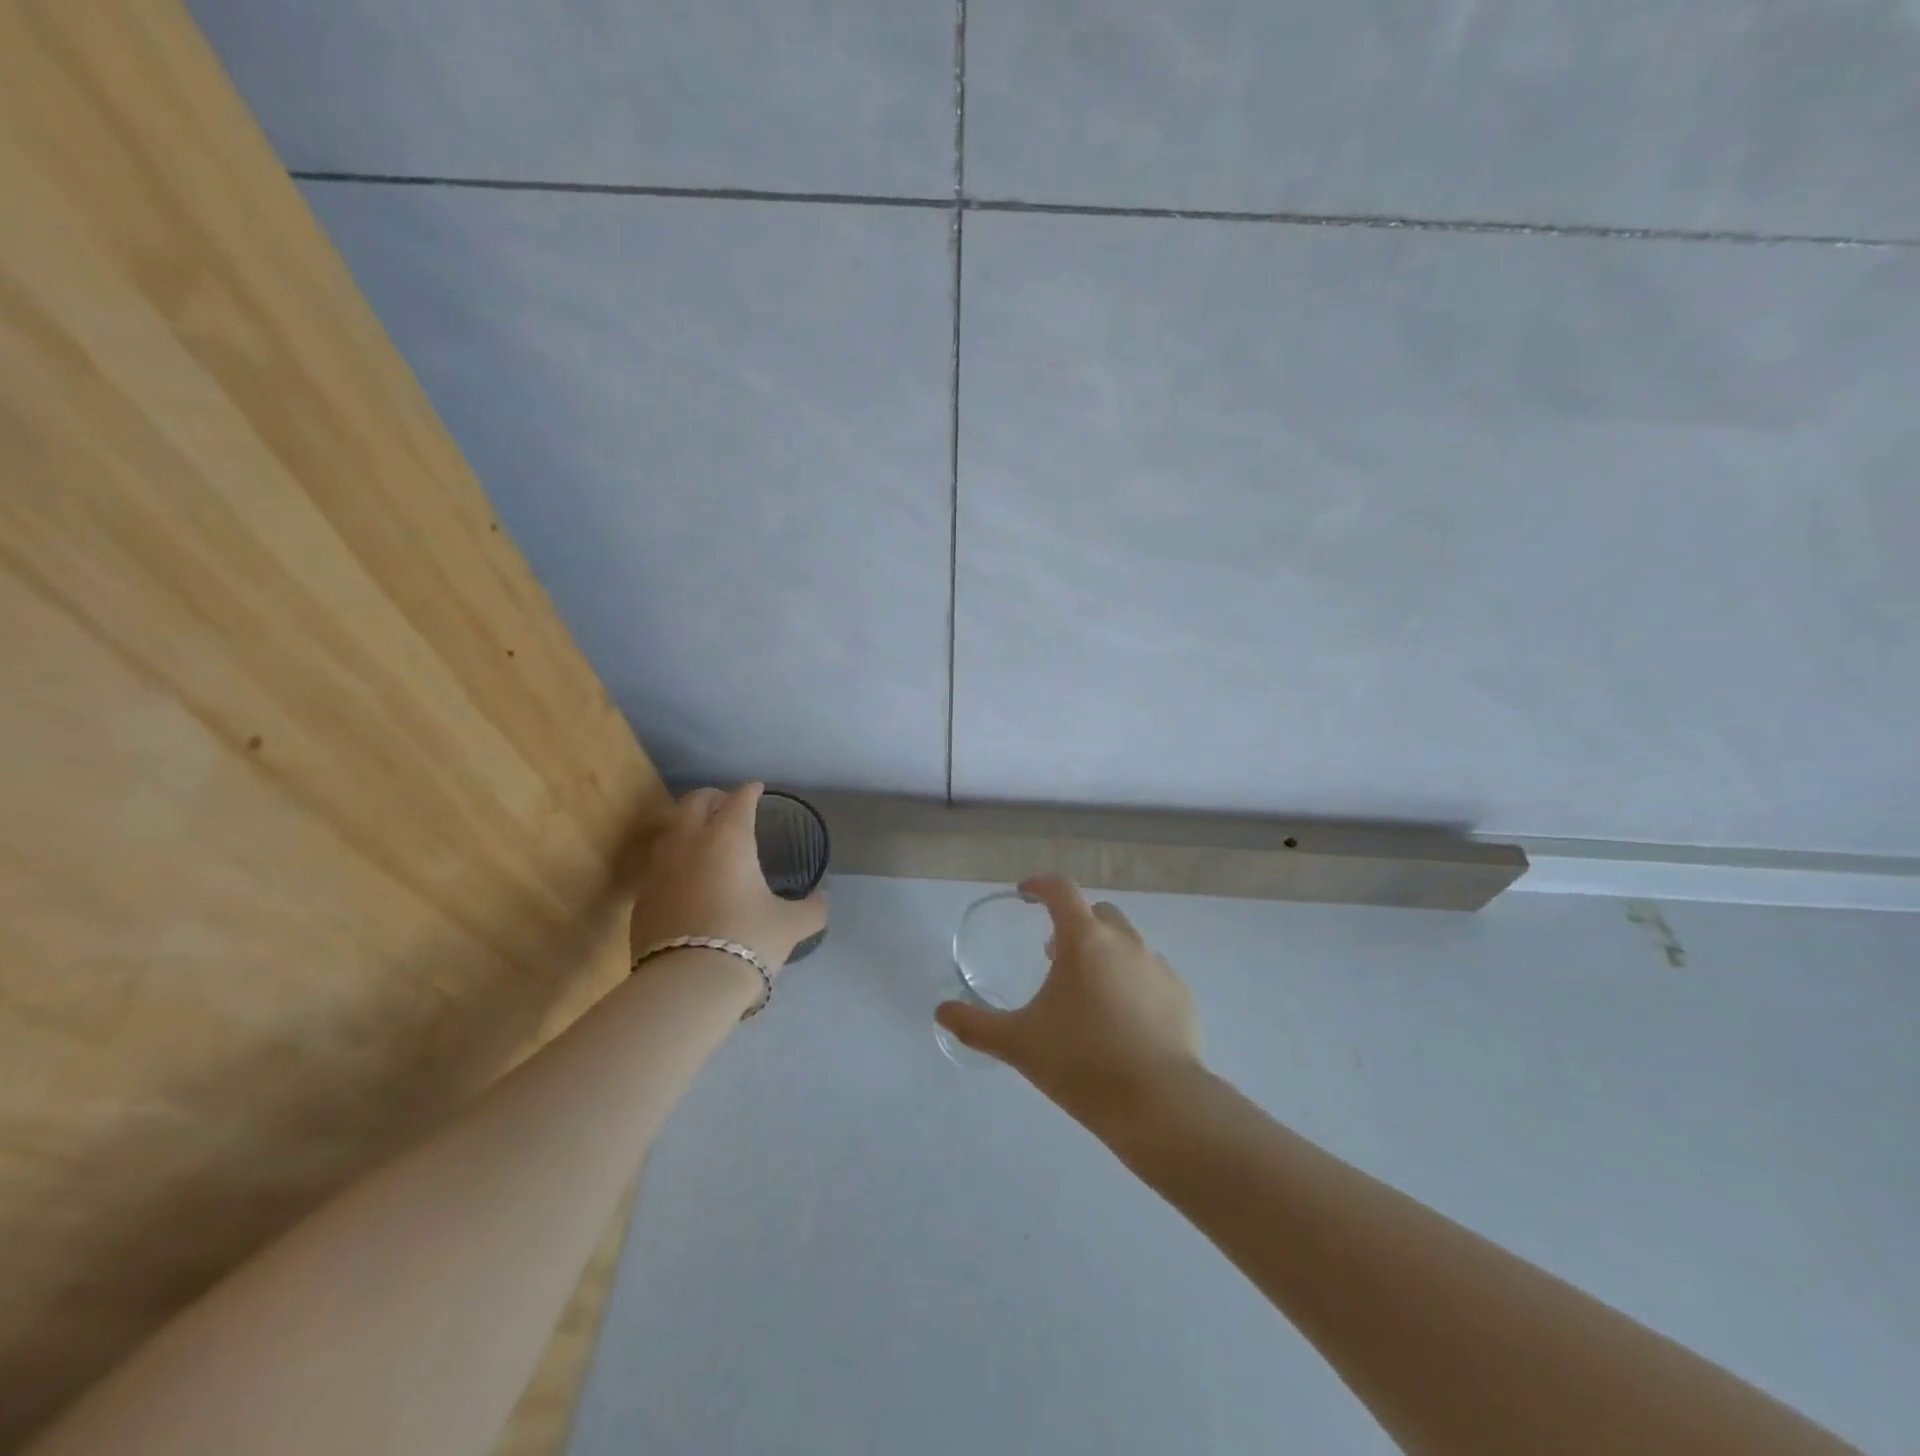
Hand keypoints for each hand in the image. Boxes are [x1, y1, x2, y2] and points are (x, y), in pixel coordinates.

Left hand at [627, 784, 826, 972]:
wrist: (688, 984)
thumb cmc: (748, 940)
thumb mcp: (791, 925)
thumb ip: (812, 908)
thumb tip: (824, 900)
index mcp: (729, 838)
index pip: (739, 799)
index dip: (750, 791)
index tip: (758, 789)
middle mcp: (690, 843)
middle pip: (695, 802)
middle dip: (713, 797)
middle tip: (727, 806)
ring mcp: (659, 869)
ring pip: (671, 830)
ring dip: (688, 826)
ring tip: (704, 840)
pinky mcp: (642, 898)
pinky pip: (659, 866)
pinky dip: (675, 862)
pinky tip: (687, 881)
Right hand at [935, 875, 1202, 1124]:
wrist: (1160, 1105)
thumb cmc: (1082, 1063)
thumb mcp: (1018, 1044)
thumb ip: (975, 1025)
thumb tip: (941, 1012)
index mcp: (1085, 940)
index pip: (1061, 890)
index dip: (1040, 885)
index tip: (1025, 894)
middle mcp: (1124, 942)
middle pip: (1098, 913)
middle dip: (1074, 923)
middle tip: (1053, 954)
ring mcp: (1158, 967)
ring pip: (1127, 943)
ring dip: (1104, 953)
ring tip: (1088, 993)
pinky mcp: (1181, 996)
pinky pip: (1151, 975)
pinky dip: (1133, 982)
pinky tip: (1123, 1021)